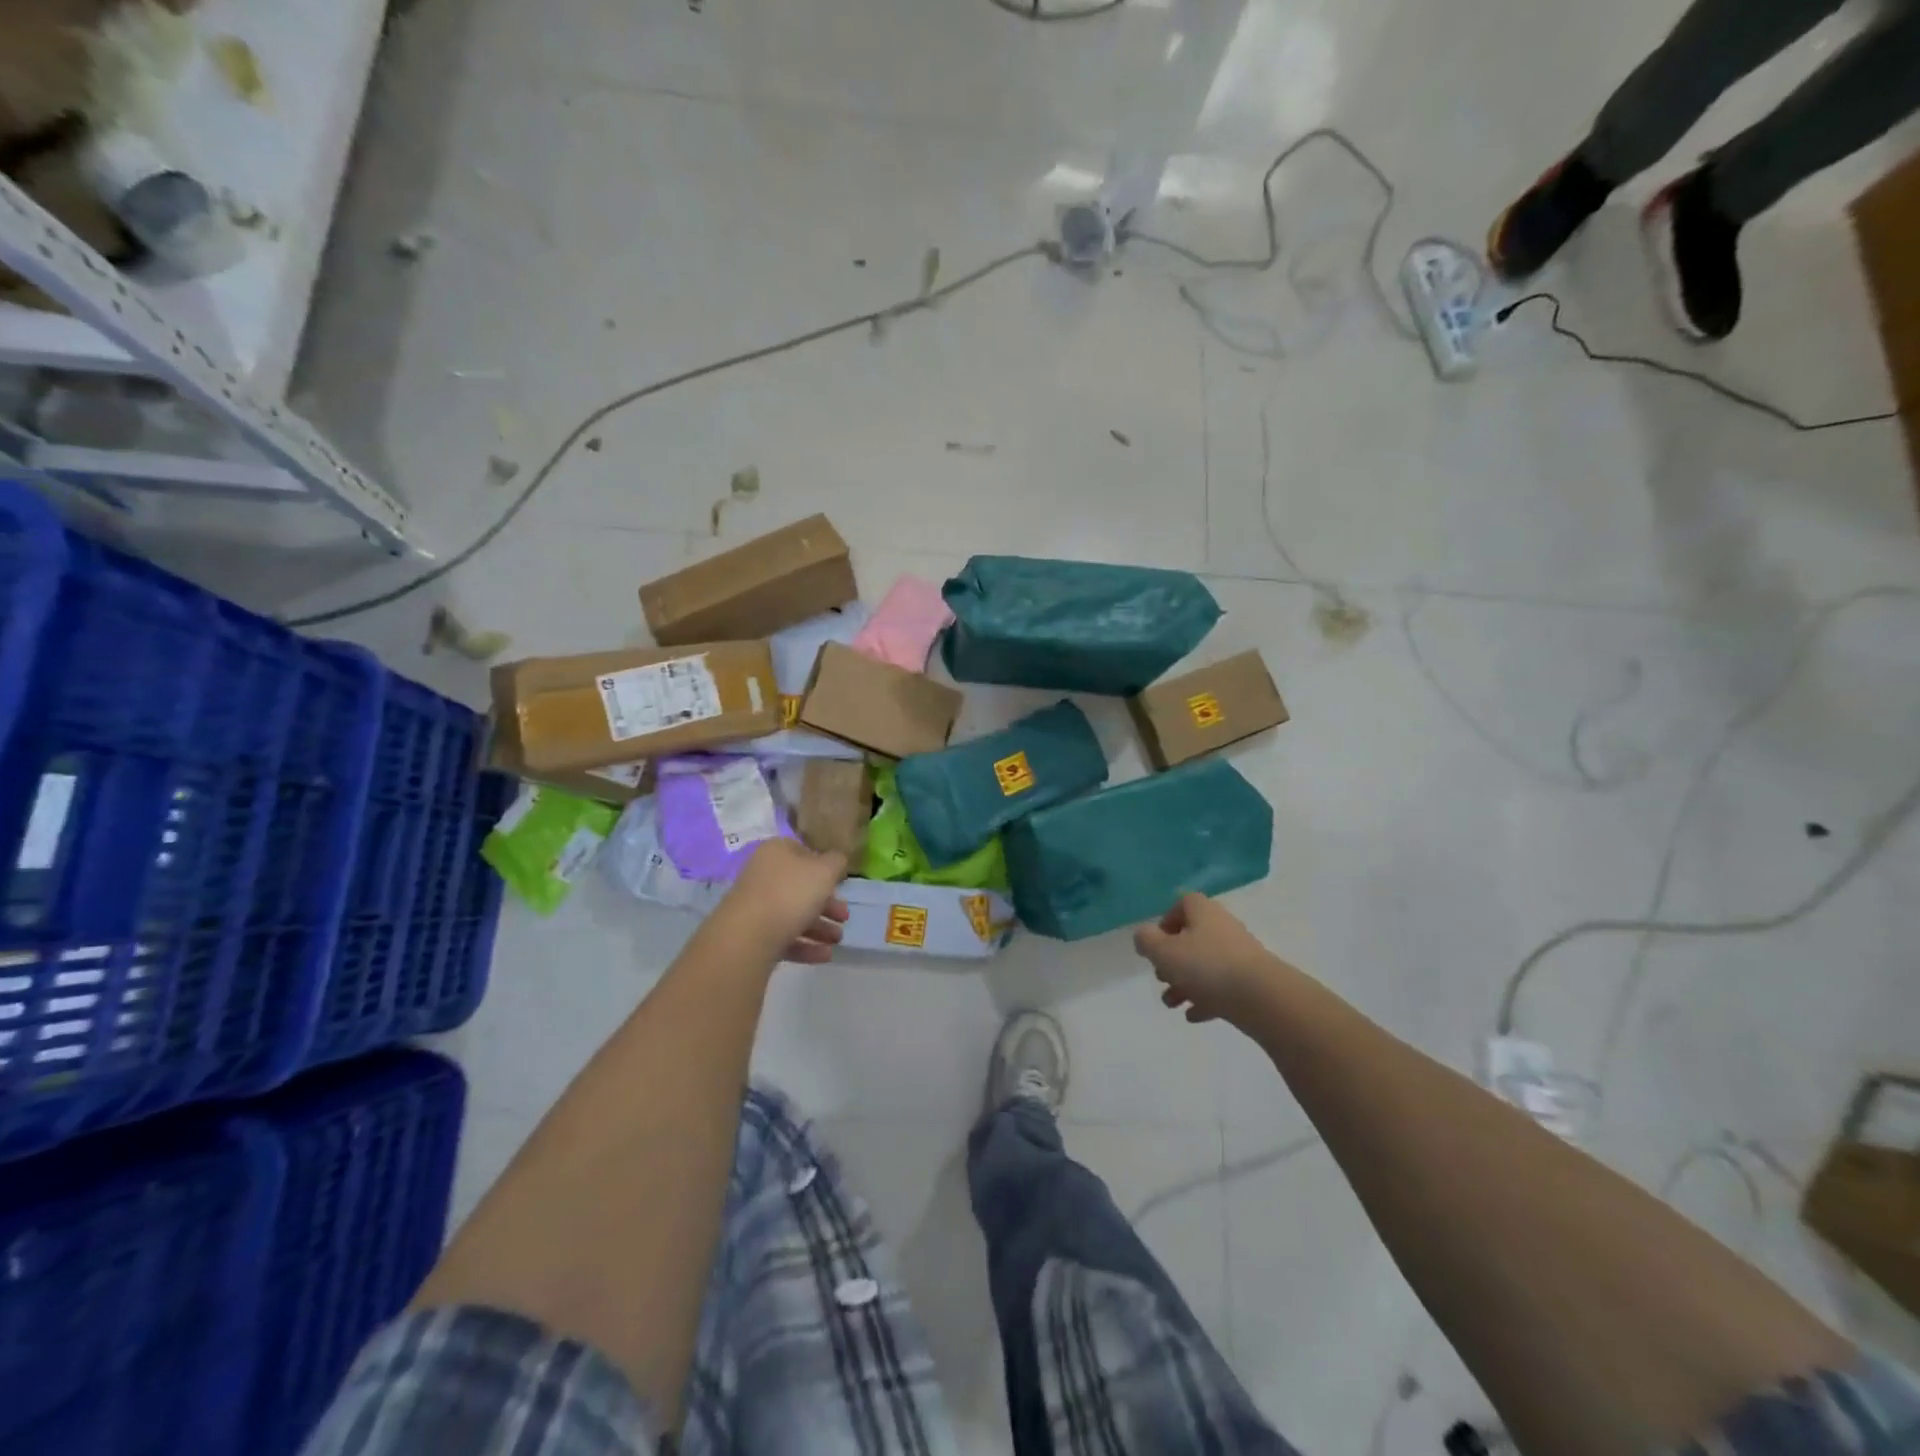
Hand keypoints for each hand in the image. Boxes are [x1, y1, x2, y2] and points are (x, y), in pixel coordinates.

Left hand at [718, 839, 849, 963]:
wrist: (748, 936)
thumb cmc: (791, 893)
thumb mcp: (825, 871)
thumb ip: (836, 862)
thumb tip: (836, 860)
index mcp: (776, 852)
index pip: (803, 852)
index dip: (824, 866)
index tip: (840, 883)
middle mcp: (763, 875)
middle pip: (800, 887)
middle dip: (826, 904)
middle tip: (844, 917)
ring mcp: (756, 906)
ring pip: (793, 913)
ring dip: (820, 927)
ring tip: (838, 940)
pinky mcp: (752, 935)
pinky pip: (784, 937)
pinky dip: (806, 945)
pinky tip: (825, 955)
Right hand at [1133, 893, 1284, 1025]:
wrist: (1263, 998)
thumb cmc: (1207, 966)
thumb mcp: (1163, 951)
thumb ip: (1146, 941)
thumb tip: (1144, 936)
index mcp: (1203, 912)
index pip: (1183, 904)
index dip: (1166, 921)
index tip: (1156, 944)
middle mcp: (1222, 928)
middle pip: (1192, 937)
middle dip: (1172, 959)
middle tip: (1161, 976)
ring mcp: (1239, 955)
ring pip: (1204, 965)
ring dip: (1184, 983)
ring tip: (1171, 1003)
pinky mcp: (1250, 981)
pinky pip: (1222, 986)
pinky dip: (1206, 998)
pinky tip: (1193, 1015)